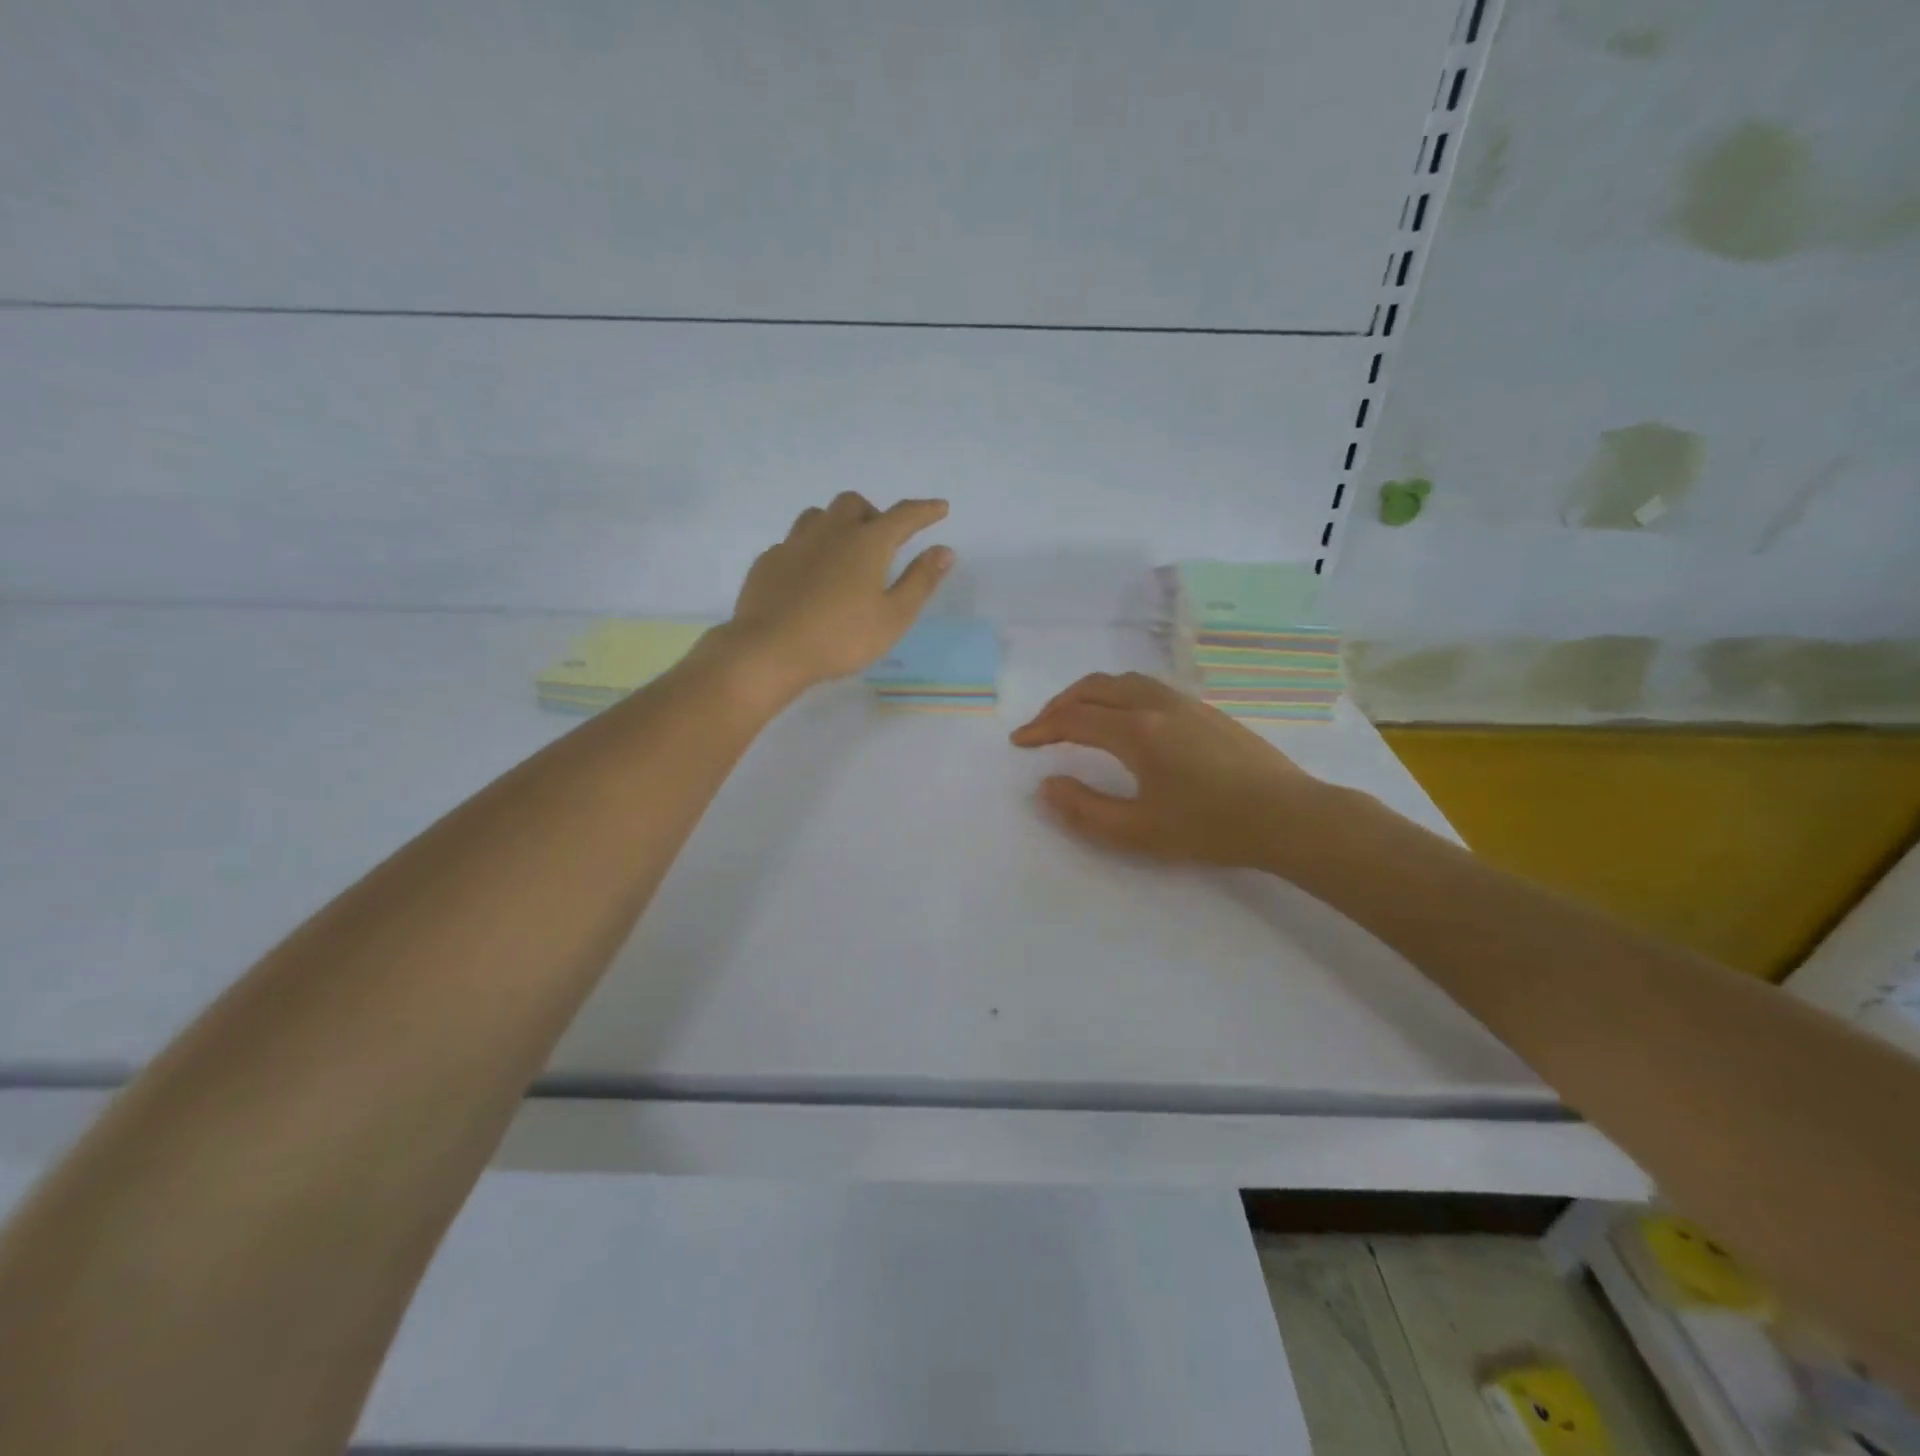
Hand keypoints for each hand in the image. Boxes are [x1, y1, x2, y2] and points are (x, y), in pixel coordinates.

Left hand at [719, 493, 952, 694]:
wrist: (769, 650)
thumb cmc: (841, 637)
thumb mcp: (893, 617)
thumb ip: (920, 581)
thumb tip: (944, 551)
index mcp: (866, 543)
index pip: (903, 516)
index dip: (925, 510)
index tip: (940, 508)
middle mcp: (830, 532)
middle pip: (854, 504)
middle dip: (873, 514)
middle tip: (882, 541)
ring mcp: (794, 544)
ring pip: (818, 516)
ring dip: (837, 524)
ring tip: (844, 551)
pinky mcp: (768, 561)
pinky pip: (793, 542)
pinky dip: (810, 549)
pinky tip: (810, 575)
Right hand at [1009, 672, 1324, 868]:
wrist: (1288, 816)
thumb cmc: (1210, 827)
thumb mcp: (1138, 831)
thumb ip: (1084, 810)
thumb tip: (1047, 785)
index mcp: (1136, 731)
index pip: (1074, 718)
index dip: (1041, 728)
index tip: (1020, 742)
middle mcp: (1156, 705)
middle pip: (1095, 687)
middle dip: (1060, 704)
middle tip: (1042, 728)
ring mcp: (1185, 703)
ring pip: (1123, 681)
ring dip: (1090, 694)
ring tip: (1077, 718)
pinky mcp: (1205, 710)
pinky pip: (1147, 687)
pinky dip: (1118, 695)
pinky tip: (1125, 721)